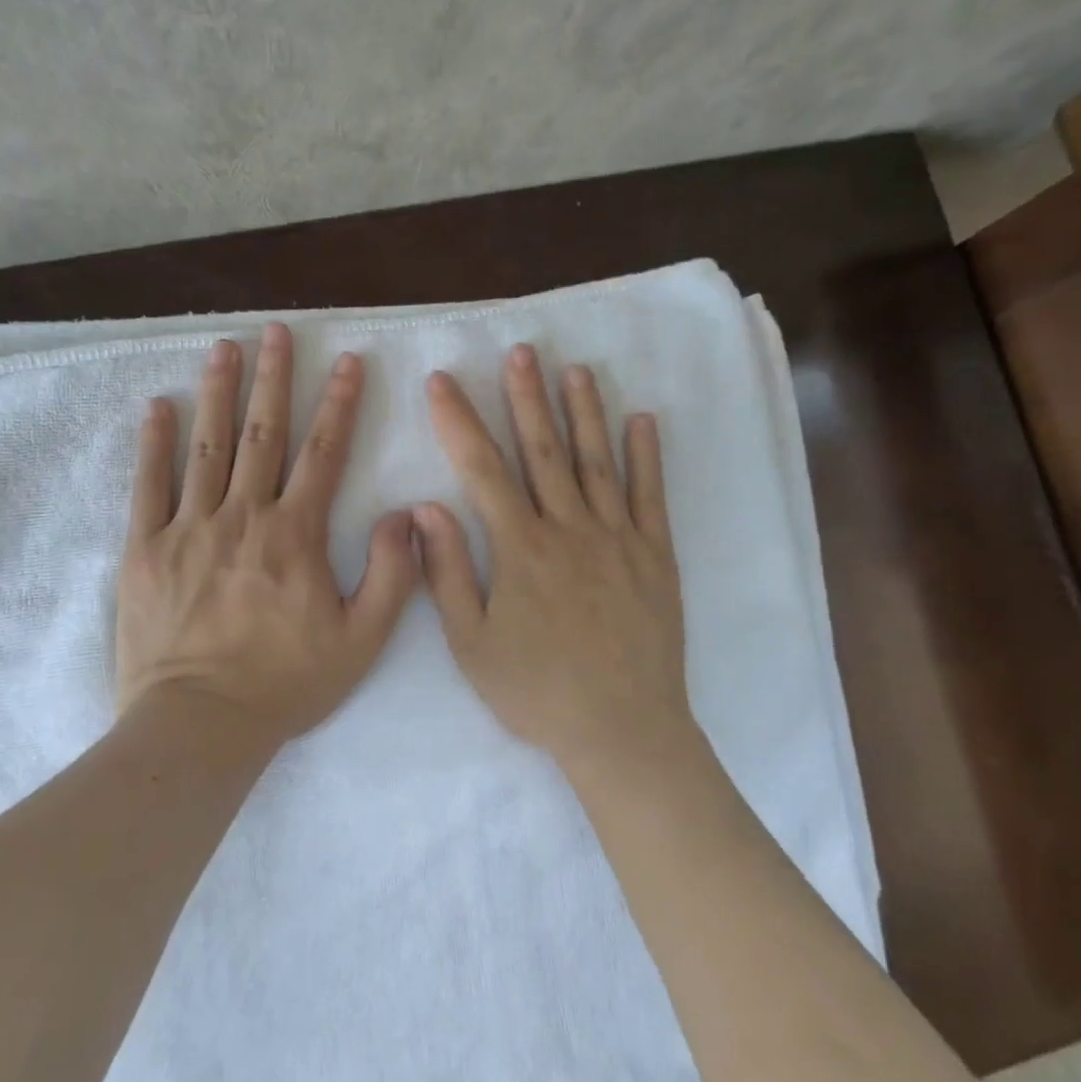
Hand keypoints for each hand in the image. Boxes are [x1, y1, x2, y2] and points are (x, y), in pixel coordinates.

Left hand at [116, 324, 419, 748]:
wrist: (199, 724)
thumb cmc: (285, 684)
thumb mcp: (361, 640)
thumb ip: (391, 575)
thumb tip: (405, 516)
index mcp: (295, 535)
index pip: (324, 453)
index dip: (340, 404)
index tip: (348, 361)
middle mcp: (243, 517)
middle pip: (263, 434)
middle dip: (274, 379)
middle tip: (277, 331)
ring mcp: (189, 529)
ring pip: (207, 447)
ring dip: (219, 393)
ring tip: (224, 348)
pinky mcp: (145, 550)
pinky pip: (149, 486)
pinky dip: (154, 444)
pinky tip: (159, 407)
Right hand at [414, 345, 691, 768]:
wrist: (621, 730)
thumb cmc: (537, 691)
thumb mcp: (471, 644)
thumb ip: (447, 573)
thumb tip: (425, 508)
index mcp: (520, 549)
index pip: (482, 469)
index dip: (459, 420)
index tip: (443, 381)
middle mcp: (569, 529)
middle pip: (544, 450)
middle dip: (526, 397)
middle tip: (520, 351)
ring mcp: (618, 538)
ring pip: (597, 461)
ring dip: (585, 411)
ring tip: (575, 369)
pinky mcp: (655, 555)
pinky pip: (650, 495)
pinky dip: (646, 455)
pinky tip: (642, 420)